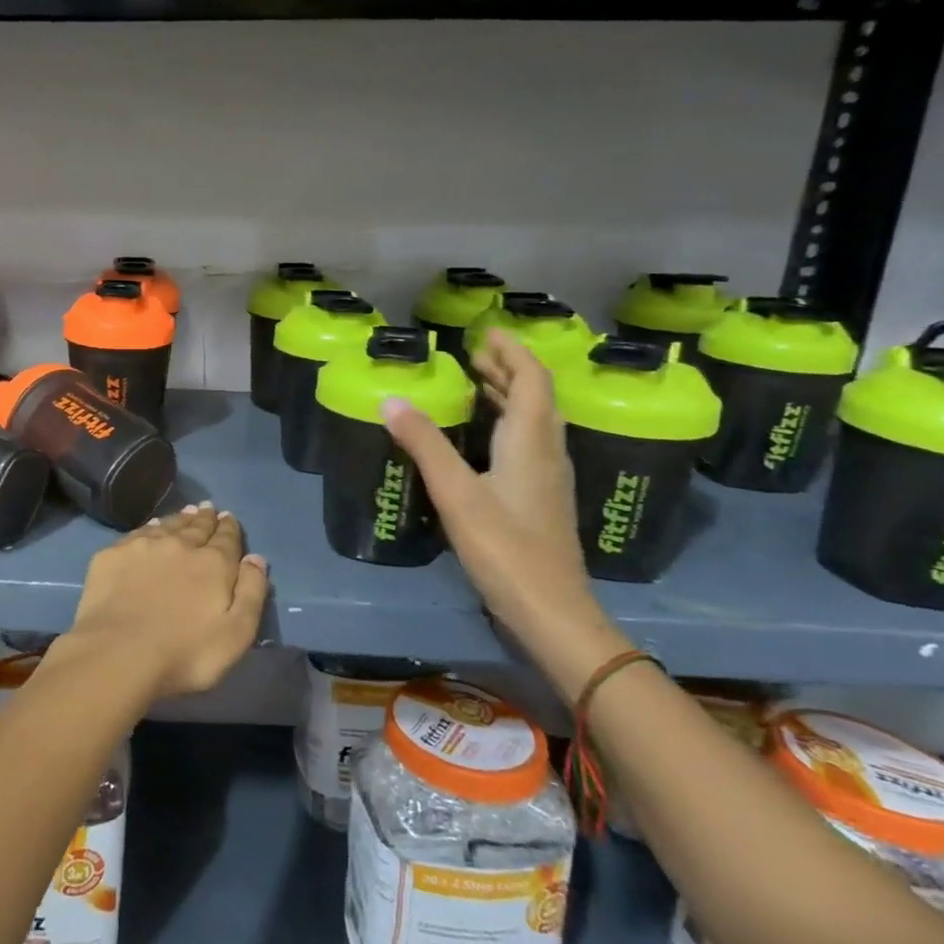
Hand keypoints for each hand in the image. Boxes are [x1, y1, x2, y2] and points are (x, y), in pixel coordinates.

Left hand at [59, 503, 270, 703]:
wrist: (119, 653)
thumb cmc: (185, 653)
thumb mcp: (236, 634)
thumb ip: (251, 593)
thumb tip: (256, 558)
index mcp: (212, 564)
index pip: (226, 539)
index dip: (229, 528)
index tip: (229, 517)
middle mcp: (179, 545)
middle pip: (196, 527)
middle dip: (205, 518)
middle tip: (208, 508)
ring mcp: (143, 546)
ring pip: (167, 525)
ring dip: (179, 518)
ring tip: (186, 512)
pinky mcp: (113, 555)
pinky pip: (138, 533)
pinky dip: (149, 527)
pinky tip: (151, 527)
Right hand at [381, 330, 626, 694]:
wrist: (551, 610)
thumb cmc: (505, 547)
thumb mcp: (457, 493)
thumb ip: (425, 444)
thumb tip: (392, 399)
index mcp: (531, 441)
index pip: (531, 380)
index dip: (512, 351)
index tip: (486, 332)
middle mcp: (547, 452)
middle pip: (536, 397)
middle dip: (507, 370)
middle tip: (473, 355)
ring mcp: (548, 478)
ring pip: (534, 422)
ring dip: (509, 396)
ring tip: (476, 385)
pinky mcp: (541, 499)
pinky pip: (528, 443)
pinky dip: (506, 424)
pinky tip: (483, 439)